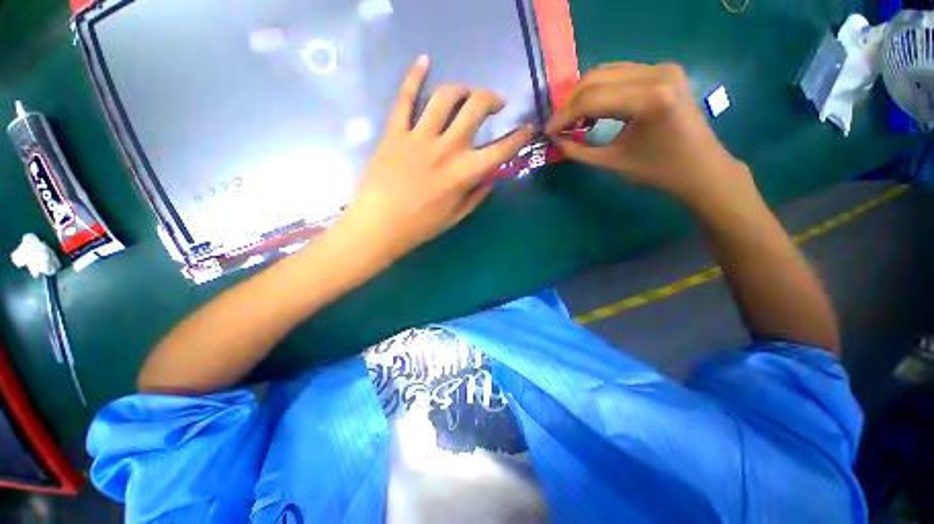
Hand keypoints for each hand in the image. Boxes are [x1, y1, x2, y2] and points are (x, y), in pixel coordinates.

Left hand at [336, 56, 532, 260]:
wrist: (380, 224)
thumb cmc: (420, 225)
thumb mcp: (456, 217)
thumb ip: (476, 196)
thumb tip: (490, 179)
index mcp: (464, 172)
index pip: (501, 150)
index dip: (520, 137)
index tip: (528, 128)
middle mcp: (447, 147)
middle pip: (476, 107)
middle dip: (491, 99)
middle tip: (494, 103)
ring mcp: (419, 136)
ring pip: (445, 97)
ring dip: (461, 88)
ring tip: (465, 92)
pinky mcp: (395, 132)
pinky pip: (405, 98)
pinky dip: (414, 76)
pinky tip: (424, 61)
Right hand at [546, 62, 749, 207]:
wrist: (700, 168)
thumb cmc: (658, 171)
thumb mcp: (612, 163)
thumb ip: (578, 150)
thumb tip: (555, 139)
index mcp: (649, 98)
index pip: (592, 98)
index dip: (564, 115)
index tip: (547, 131)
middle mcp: (657, 73)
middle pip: (596, 78)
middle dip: (570, 103)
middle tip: (557, 125)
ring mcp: (662, 68)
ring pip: (605, 72)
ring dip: (582, 95)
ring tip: (570, 119)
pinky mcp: (663, 71)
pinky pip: (619, 74)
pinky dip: (599, 91)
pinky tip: (590, 110)